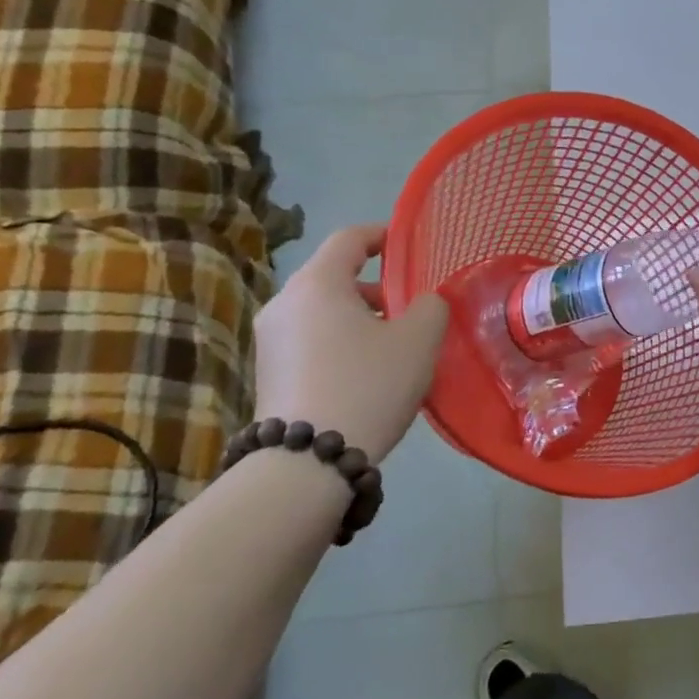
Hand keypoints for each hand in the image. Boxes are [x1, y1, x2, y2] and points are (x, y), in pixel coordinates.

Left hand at [252, 225, 448, 464]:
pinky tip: (366, 372)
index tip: (407, 245)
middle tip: (409, 305)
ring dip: (358, 317)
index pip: (349, 239)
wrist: (306, 463)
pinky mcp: (268, 374)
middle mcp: (284, 303)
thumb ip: (430, 307)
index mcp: (317, 284)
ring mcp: (270, 341)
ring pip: (322, 311)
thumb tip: (423, 303)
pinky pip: (311, 340)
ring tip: (393, 343)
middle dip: (375, 285)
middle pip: (333, 276)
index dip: (382, 235)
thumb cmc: (367, 385)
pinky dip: (340, 341)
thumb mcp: (419, 340)